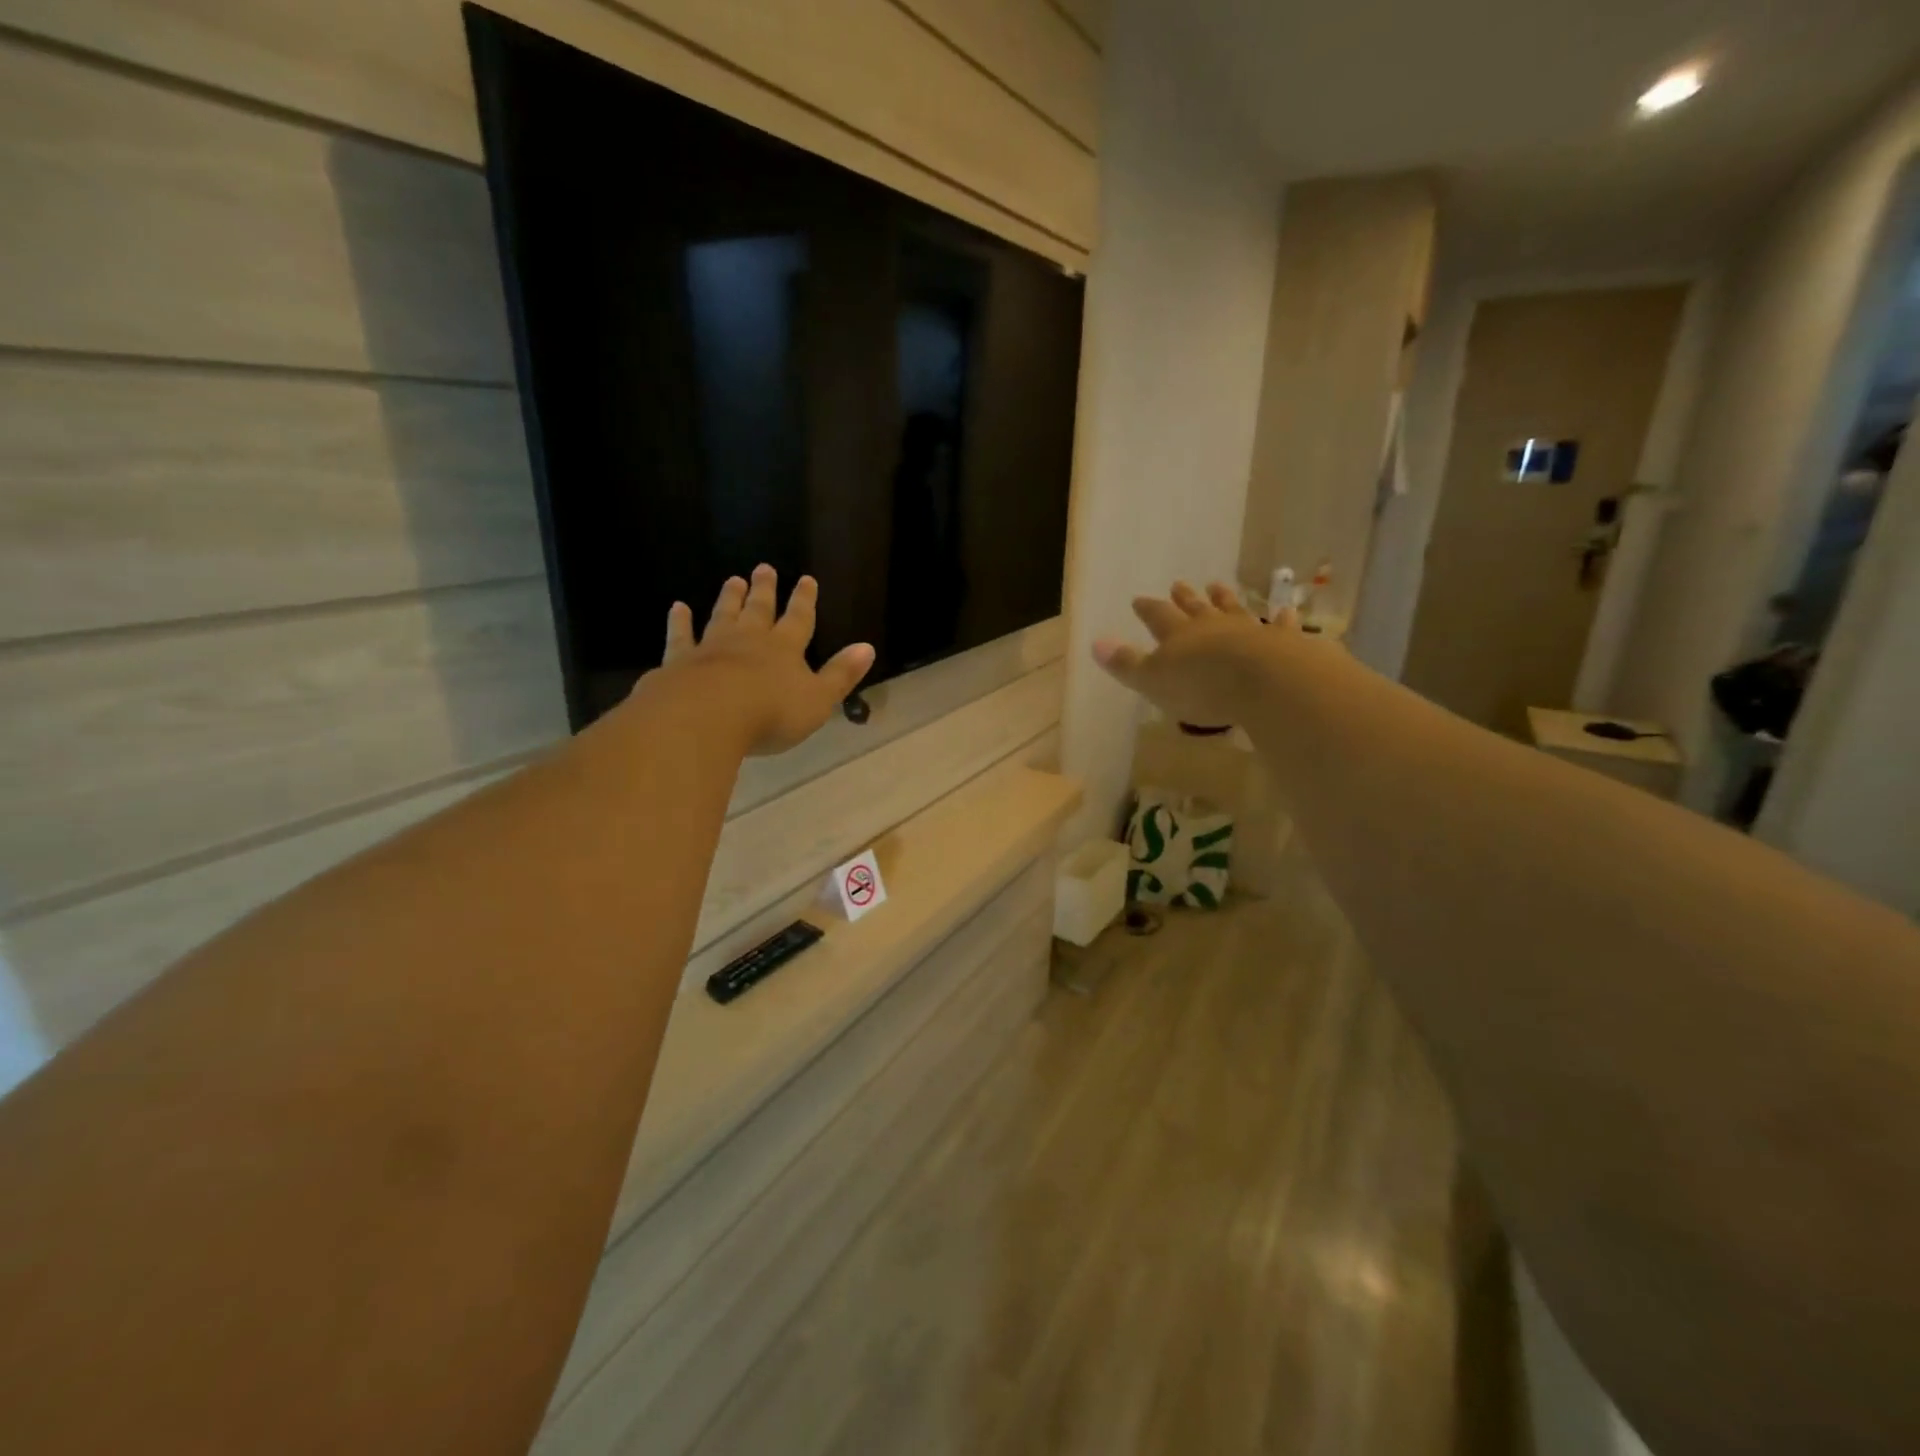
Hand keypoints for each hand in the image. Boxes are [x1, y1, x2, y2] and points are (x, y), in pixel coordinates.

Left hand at [658, 565, 875, 755]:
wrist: (706, 717)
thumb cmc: (770, 713)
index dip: (804, 601)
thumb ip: (841, 674)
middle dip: (765, 590)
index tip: (806, 579)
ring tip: (733, 580)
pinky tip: (678, 608)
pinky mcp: (680, 660)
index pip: (799, 619)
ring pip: (723, 616)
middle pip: (759, 610)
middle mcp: (749, 640)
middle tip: (764, 568)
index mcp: (785, 649)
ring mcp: (712, 647)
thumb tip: (867, 648)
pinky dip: (680, 622)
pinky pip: (682, 636)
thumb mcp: (818, 699)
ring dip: (730, 598)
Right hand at [1092, 581, 1288, 724]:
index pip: (1157, 616)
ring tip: (1218, 586)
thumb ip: (1126, 663)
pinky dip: (1281, 618)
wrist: (1263, 680)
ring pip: (1233, 609)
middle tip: (1179, 584)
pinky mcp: (1281, 641)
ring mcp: (1247, 630)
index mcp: (1177, 635)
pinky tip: (1286, 610)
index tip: (1138, 599)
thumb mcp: (1153, 680)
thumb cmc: (1200, 686)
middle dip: (1184, 598)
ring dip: (1225, 599)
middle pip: (1194, 607)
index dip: (1147, 608)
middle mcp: (1211, 626)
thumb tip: (1095, 643)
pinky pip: (1280, 625)